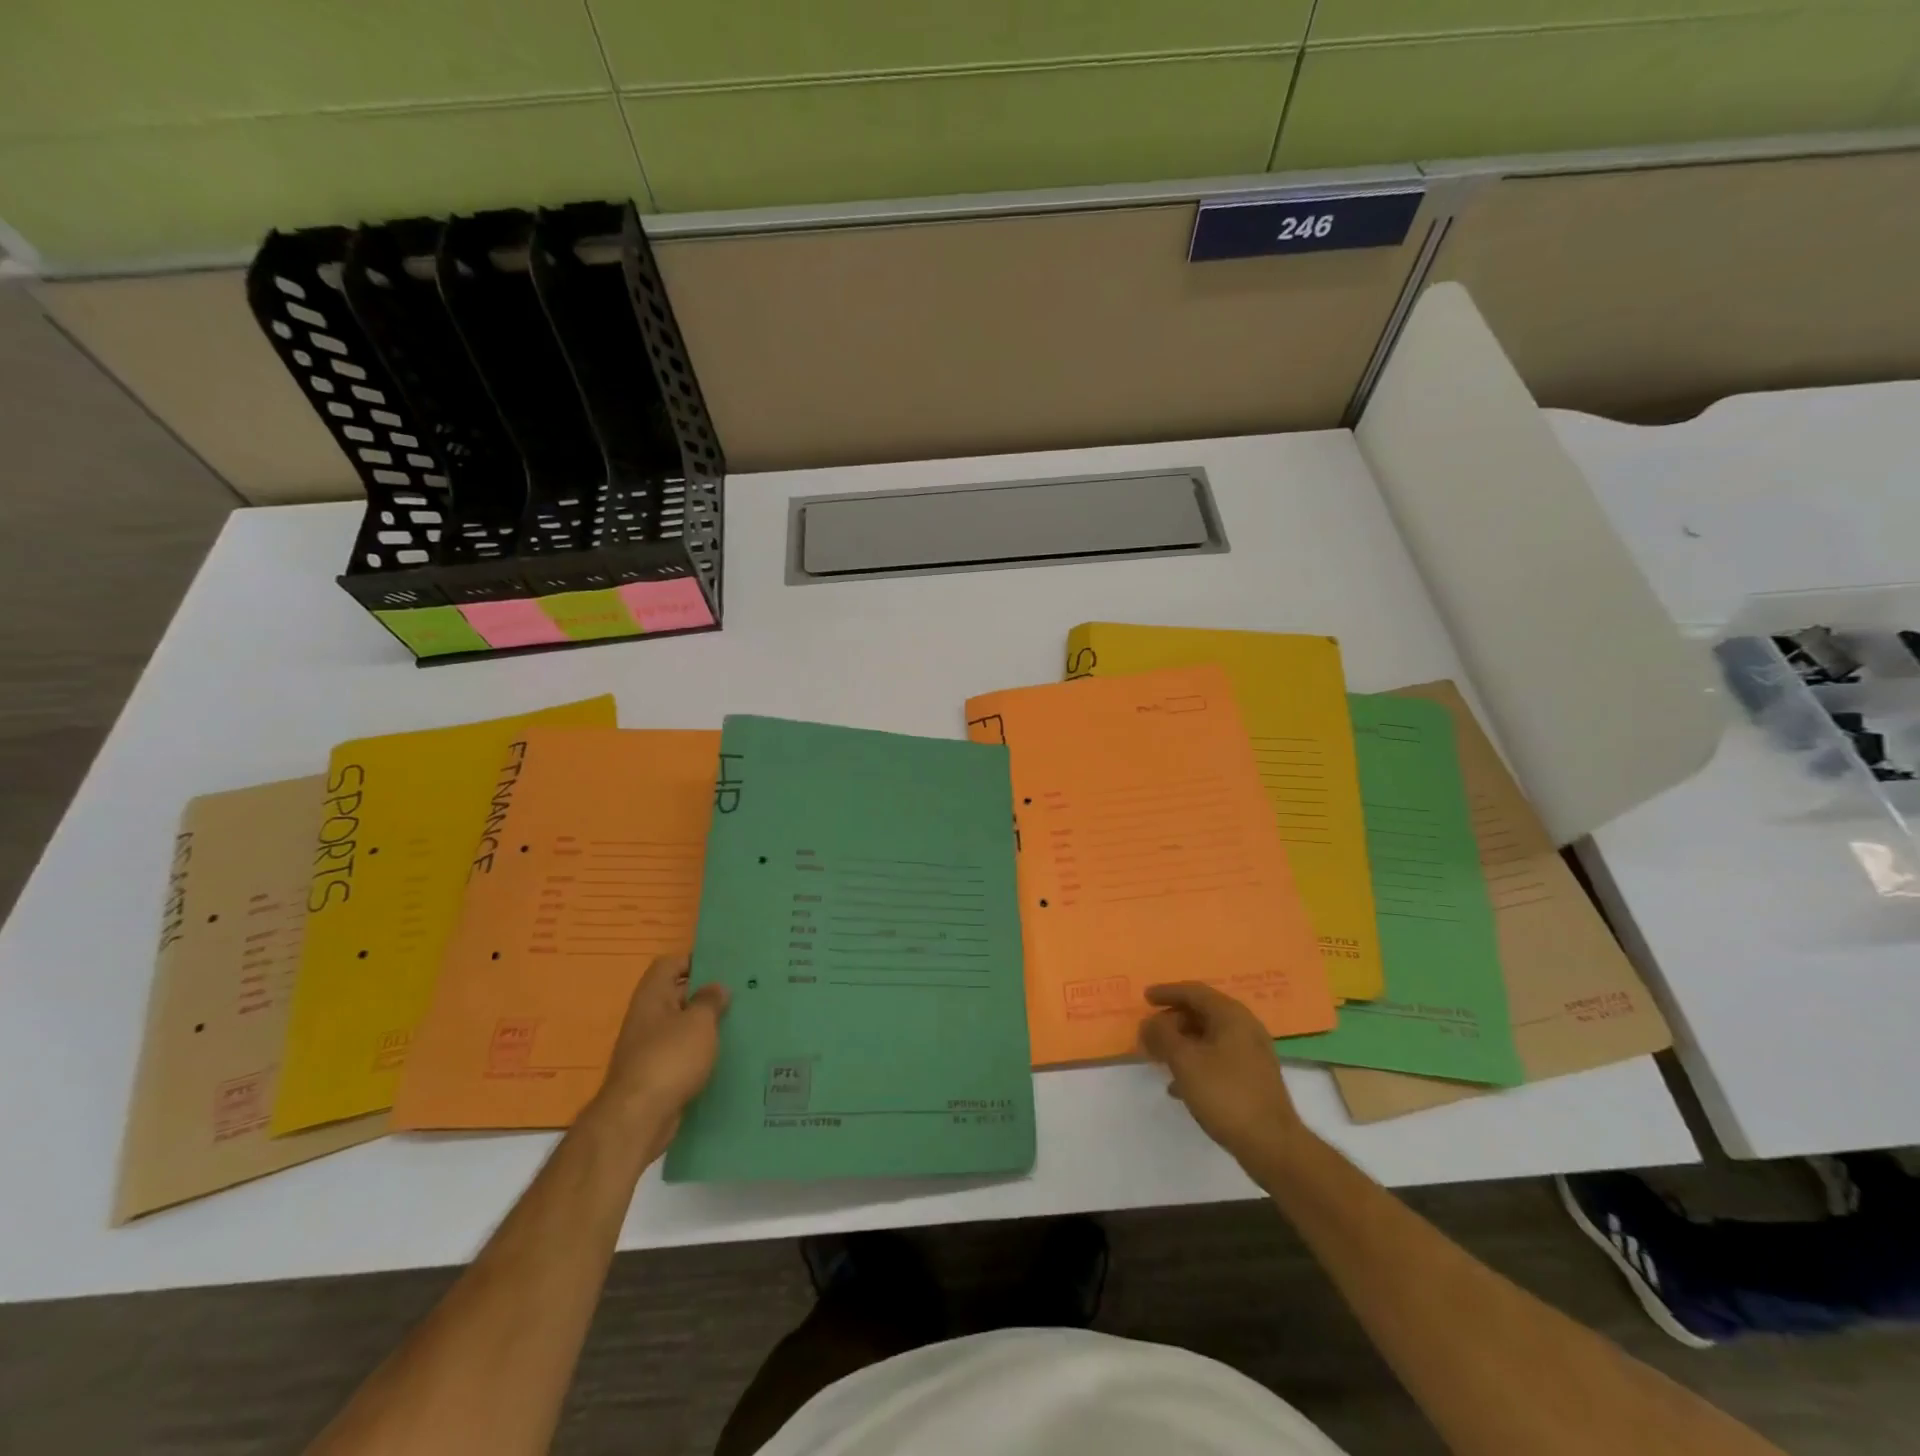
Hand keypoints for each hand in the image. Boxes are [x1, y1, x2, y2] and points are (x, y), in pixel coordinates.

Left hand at [592, 955, 729, 1137]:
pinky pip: (683, 1054)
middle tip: (741, 992)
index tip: (724, 966)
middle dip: (706, 994)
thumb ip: (710, 1000)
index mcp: (652, 996)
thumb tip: (716, 987)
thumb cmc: (669, 1058)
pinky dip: (701, 1053)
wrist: (638, 1118)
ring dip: (706, 1026)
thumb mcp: (698, 1022)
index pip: (670, 964)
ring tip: (740, 1022)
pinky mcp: (657, 1075)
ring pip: (682, 1027)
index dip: (695, 960)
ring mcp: (649, 1048)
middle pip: (677, 995)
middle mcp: (647, 1018)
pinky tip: (726, 1056)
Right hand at [1139, 983, 1308, 1179]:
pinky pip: (1218, 1058)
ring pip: (1209, 1037)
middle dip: (1172, 1021)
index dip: (1167, 992)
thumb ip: (1162, 1036)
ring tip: (1159, 1057)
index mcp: (1231, 1015)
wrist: (1272, 1144)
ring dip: (1182, 1043)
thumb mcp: (1185, 1061)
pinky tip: (1179, 1086)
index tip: (1145, 998)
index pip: (1194, 992)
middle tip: (1150, 1033)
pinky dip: (1196, 1063)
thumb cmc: (1225, 1094)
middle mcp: (1245, 1028)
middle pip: (1202, 1013)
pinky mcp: (1253, 1078)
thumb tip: (1149, 1023)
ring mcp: (1252, 1054)